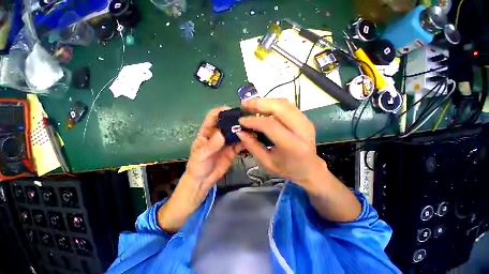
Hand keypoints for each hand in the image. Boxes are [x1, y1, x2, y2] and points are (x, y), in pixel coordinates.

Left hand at [158, 107, 240, 231]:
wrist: (203, 180)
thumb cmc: (197, 166)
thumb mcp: (200, 155)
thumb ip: (210, 146)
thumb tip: (221, 133)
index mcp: (207, 131)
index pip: (213, 117)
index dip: (221, 111)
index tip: (231, 110)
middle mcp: (218, 134)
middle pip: (228, 123)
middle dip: (236, 120)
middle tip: (247, 119)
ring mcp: (227, 142)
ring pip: (236, 132)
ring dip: (243, 130)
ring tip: (252, 128)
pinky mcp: (233, 150)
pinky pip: (240, 143)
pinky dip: (246, 141)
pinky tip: (252, 140)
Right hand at [237, 98, 325, 192]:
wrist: (310, 168)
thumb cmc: (288, 169)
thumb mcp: (267, 163)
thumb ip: (253, 147)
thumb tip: (240, 132)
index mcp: (293, 145)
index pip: (271, 125)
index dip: (254, 121)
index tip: (241, 121)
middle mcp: (302, 129)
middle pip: (280, 107)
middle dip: (259, 103)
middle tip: (244, 104)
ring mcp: (305, 121)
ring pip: (284, 103)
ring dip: (265, 101)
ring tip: (251, 104)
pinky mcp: (304, 118)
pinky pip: (287, 105)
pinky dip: (272, 103)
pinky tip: (262, 107)